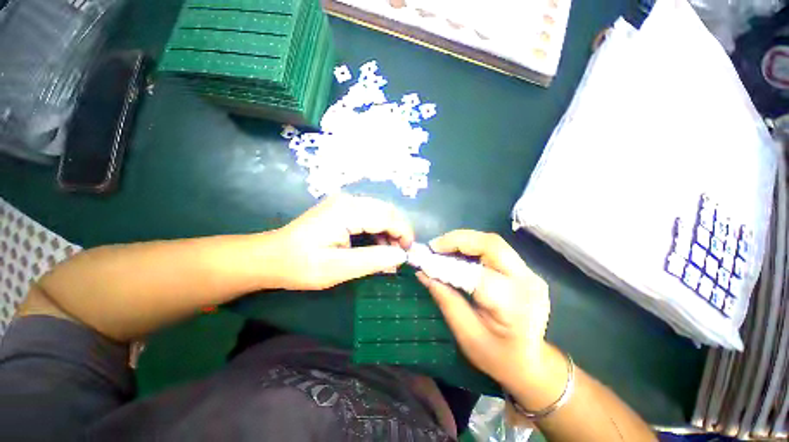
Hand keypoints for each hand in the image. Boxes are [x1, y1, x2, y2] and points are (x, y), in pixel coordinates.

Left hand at [272, 194, 414, 289]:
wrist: (271, 257)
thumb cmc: (301, 265)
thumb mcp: (338, 269)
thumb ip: (373, 260)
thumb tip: (401, 255)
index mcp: (347, 211)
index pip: (388, 216)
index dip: (403, 233)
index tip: (408, 253)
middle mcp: (348, 200)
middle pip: (386, 211)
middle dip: (398, 231)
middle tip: (398, 256)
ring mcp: (344, 202)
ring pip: (380, 212)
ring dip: (389, 231)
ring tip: (387, 254)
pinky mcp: (341, 208)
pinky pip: (369, 215)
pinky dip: (378, 230)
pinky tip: (375, 246)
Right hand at [416, 230, 550, 389]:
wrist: (531, 363)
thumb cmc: (496, 356)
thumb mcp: (466, 334)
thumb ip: (445, 299)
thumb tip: (423, 272)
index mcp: (513, 305)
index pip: (477, 274)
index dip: (448, 264)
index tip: (425, 260)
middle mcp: (527, 282)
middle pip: (490, 245)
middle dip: (458, 240)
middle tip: (434, 246)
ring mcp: (530, 273)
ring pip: (493, 242)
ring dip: (464, 240)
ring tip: (442, 248)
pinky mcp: (525, 270)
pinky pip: (495, 249)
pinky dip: (473, 246)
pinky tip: (458, 253)